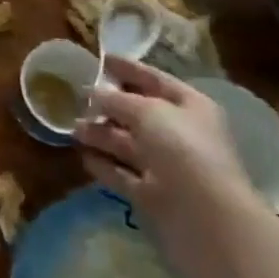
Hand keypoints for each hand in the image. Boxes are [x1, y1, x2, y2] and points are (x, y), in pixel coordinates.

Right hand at [74, 56, 256, 260]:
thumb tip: (93, 94)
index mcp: (189, 106)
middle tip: (76, 97)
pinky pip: (122, 174)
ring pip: (127, 144)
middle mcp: (179, 134)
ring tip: (72, 128)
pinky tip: (83, 157)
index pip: (155, 79)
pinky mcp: (152, 196)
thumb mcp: (148, 111)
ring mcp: (166, 167)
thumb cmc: (182, 149)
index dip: (128, 68)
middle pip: (138, 113)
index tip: (100, 58)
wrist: (206, 219)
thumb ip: (117, 99)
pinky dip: (104, 165)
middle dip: (108, 104)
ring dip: (100, 134)